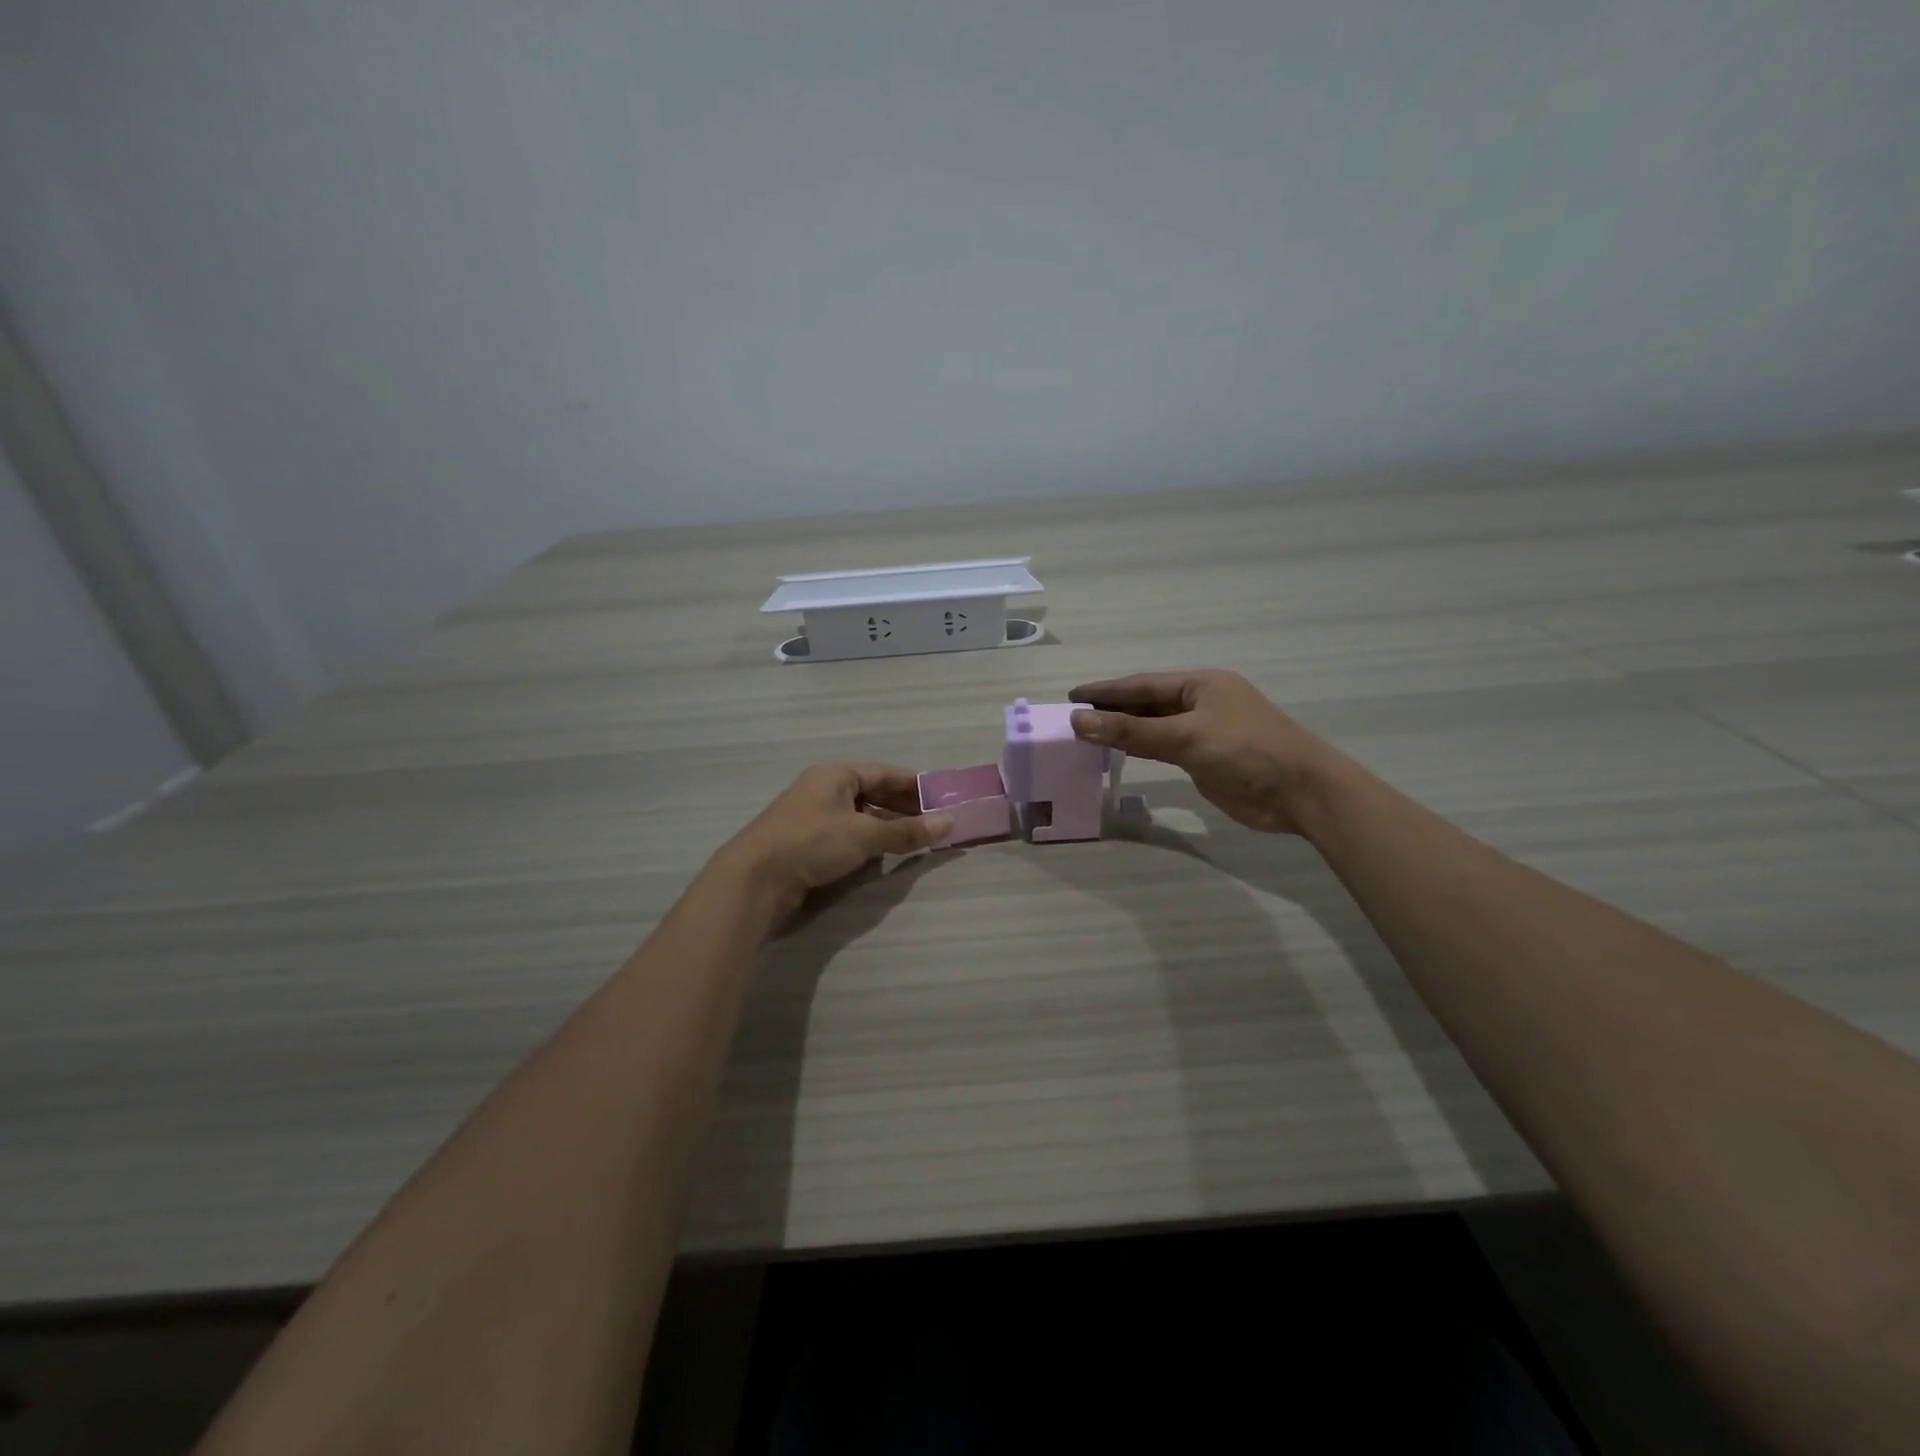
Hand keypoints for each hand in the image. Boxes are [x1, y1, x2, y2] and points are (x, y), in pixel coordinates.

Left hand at [714, 764, 950, 915]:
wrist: (755, 878)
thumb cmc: (812, 842)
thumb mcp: (865, 835)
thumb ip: (906, 831)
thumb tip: (948, 822)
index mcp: (835, 775)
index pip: (883, 773)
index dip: (913, 784)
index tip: (940, 796)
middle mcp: (822, 790)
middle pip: (871, 793)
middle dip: (902, 807)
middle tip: (933, 820)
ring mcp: (812, 817)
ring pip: (858, 816)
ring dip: (885, 826)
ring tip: (914, 839)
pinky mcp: (805, 843)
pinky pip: (845, 835)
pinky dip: (867, 841)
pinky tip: (881, 854)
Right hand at [1068, 670, 1338, 834]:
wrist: (1300, 793)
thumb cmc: (1246, 752)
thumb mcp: (1185, 737)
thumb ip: (1131, 731)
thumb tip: (1078, 721)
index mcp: (1200, 684)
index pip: (1141, 684)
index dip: (1105, 691)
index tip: (1071, 695)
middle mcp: (1201, 703)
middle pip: (1146, 703)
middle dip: (1112, 710)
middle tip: (1072, 718)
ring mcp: (1205, 731)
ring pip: (1154, 727)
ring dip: (1123, 731)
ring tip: (1086, 735)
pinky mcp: (1207, 759)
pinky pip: (1164, 748)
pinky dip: (1141, 748)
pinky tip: (1119, 752)